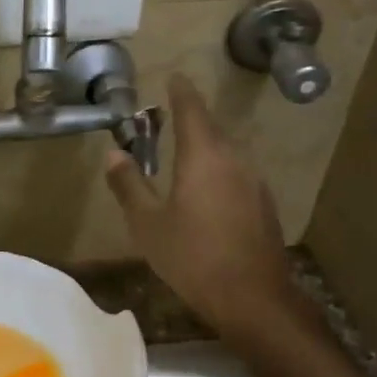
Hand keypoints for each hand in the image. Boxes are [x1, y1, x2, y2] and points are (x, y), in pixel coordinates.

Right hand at [104, 73, 307, 335]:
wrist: (253, 299)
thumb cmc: (192, 257)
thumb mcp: (148, 224)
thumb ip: (129, 185)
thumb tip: (114, 154)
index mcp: (204, 156)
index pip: (191, 109)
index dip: (181, 91)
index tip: (173, 77)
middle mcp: (234, 160)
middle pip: (211, 128)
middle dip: (189, 119)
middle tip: (167, 118)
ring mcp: (253, 182)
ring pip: (225, 151)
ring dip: (204, 146)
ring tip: (182, 154)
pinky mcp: (263, 204)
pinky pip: (235, 173)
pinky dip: (217, 170)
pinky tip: (204, 191)